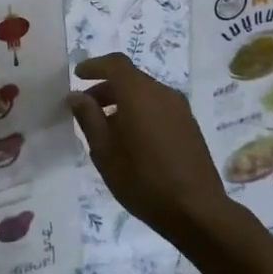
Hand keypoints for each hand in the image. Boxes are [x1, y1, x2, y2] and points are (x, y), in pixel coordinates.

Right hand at [69, 53, 229, 241]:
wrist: (196, 210)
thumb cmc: (142, 180)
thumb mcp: (104, 152)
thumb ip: (89, 118)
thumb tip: (76, 95)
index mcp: (139, 93)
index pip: (115, 63)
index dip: (95, 65)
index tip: (78, 75)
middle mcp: (162, 92)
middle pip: (130, 78)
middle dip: (106, 88)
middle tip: (87, 108)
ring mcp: (180, 108)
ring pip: (145, 93)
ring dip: (124, 101)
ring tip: (107, 128)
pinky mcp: (189, 125)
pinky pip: (159, 106)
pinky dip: (140, 111)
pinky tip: (132, 139)